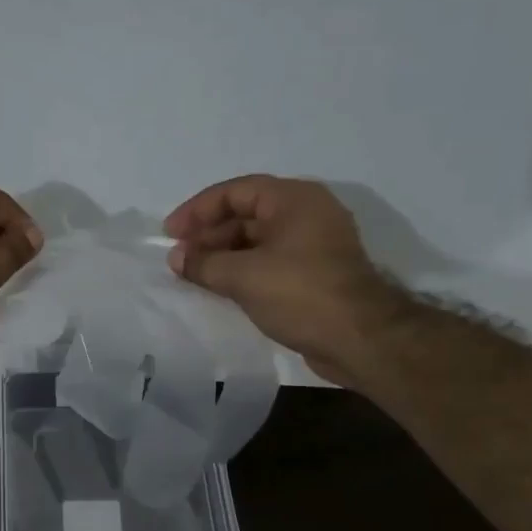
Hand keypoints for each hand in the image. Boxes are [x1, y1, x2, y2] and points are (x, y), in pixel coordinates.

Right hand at [164, 175, 404, 383]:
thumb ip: (204, 263)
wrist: (361, 339)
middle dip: (209, 234)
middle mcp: (306, 214)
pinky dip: (243, 270)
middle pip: (247, 214)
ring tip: (194, 275)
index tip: (170, 234)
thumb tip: (176, 257)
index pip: (235, 192)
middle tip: (180, 258)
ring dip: (224, 254)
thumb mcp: (243, 276)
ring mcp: (314, 244)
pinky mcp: (315, 273)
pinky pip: (270, 261)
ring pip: (258, 240)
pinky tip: (220, 287)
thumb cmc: (301, 294)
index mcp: (294, 199)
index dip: (198, 210)